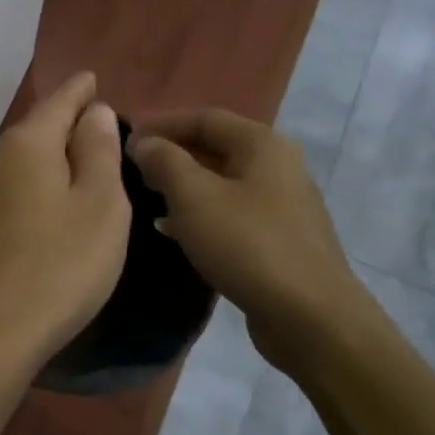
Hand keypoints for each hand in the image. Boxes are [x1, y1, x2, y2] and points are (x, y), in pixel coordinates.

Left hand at [0, 72, 131, 370]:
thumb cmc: (60, 265)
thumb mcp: (100, 205)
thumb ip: (98, 150)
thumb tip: (93, 110)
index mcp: (27, 144)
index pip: (60, 101)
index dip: (80, 89)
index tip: (93, 78)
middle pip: (35, 129)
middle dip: (64, 123)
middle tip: (95, 124)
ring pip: (18, 160)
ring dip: (45, 156)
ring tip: (74, 160)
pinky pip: (7, 188)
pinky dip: (30, 184)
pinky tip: (42, 199)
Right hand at [128, 108, 372, 372]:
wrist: (310, 316)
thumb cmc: (248, 245)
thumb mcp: (194, 197)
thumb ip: (164, 162)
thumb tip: (145, 143)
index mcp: (262, 144)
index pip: (204, 117)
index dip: (161, 124)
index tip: (124, 140)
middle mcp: (278, 166)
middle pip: (215, 147)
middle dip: (171, 155)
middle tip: (131, 170)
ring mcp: (282, 204)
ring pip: (222, 182)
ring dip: (183, 186)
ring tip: (146, 197)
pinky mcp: (280, 238)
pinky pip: (232, 212)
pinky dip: (200, 213)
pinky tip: (173, 231)